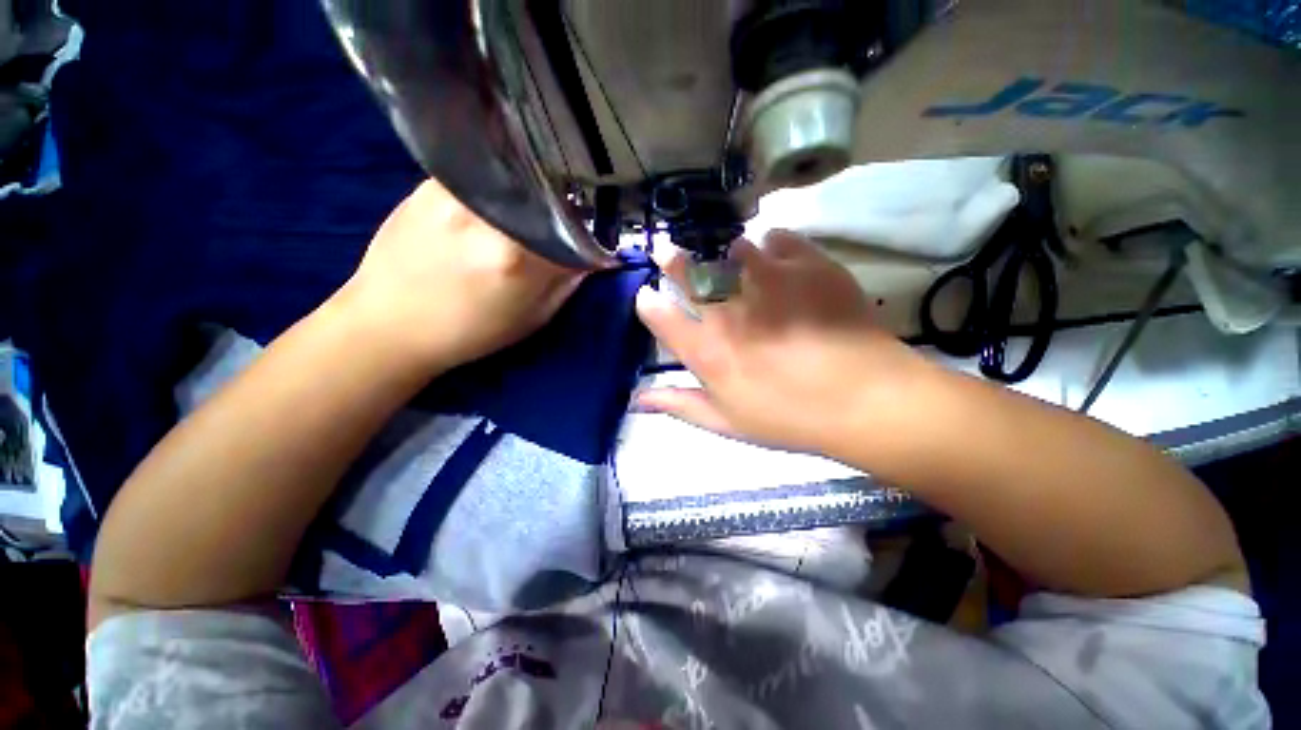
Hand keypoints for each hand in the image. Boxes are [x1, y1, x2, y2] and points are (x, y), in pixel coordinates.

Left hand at [336, 179, 584, 370]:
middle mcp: (488, 216)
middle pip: (547, 195)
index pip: (575, 228)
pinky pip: (484, 176)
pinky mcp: (430, 183)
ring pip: (516, 180)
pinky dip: (502, 187)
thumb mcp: (532, 317)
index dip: (591, 230)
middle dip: (564, 208)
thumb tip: (593, 252)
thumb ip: (566, 282)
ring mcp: (455, 192)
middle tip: (565, 221)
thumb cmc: (470, 331)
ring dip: (533, 194)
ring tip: (532, 212)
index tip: (595, 235)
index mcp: (518, 257)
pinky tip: (499, 204)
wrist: (389, 324)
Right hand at [636, 230, 925, 456]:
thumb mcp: (729, 422)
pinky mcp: (806, 264)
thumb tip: (638, 398)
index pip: (660, 316)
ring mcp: (768, 281)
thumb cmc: (791, 417)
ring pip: (729, 249)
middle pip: (688, 272)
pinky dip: (769, 244)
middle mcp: (729, 310)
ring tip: (727, 256)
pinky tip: (775, 256)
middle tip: (666, 250)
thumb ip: (681, 405)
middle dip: (671, 260)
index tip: (647, 297)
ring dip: (721, 252)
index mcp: (708, 350)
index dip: (648, 303)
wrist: (867, 400)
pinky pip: (777, 239)